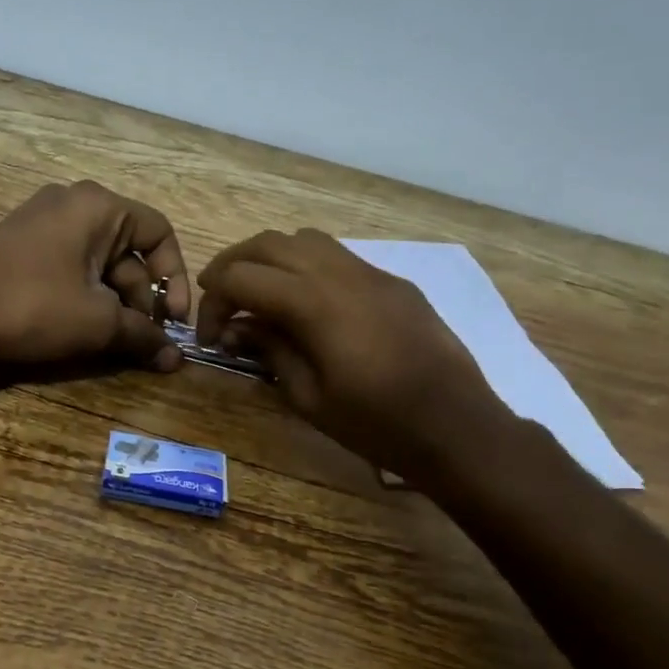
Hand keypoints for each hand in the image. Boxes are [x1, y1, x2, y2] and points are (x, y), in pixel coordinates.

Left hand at [0, 181, 192, 369]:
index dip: (177, 278)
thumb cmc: (32, 306)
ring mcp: (43, 224)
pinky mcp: (22, 248)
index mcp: (99, 206)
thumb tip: (176, 360)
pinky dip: (87, 298)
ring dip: (116, 304)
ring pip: (99, 264)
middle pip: (130, 251)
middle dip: (144, 298)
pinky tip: (85, 331)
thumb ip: (143, 336)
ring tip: (118, 343)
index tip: (176, 320)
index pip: (160, 233)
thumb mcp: (97, 322)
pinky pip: (71, 268)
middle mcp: (72, 204)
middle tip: (145, 340)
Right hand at [196, 228, 511, 474]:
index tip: (209, 336)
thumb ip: (270, 351)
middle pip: (270, 243)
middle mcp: (342, 274)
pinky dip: (307, 267)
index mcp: (316, 305)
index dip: (214, 302)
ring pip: (306, 240)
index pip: (243, 277)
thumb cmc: (378, 425)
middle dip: (234, 265)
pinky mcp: (394, 283)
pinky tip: (306, 306)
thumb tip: (238, 328)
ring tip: (259, 297)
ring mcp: (373, 274)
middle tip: (219, 301)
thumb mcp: (309, 398)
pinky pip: (338, 257)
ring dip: (271, 259)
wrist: (459, 428)